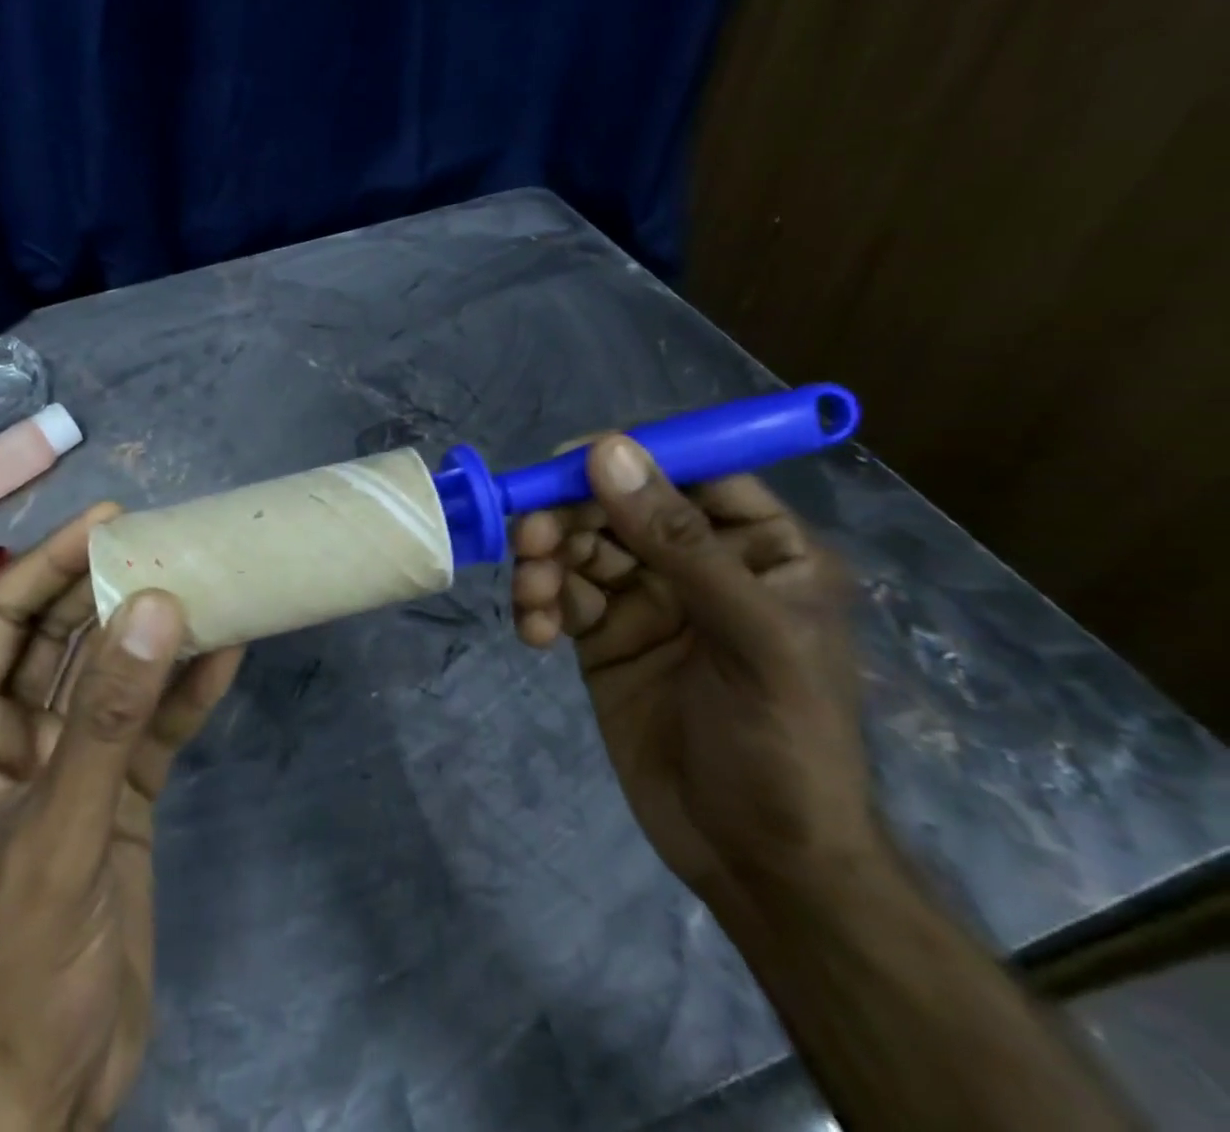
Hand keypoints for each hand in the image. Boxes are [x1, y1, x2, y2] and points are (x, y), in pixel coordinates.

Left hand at [0, 504, 244, 1131]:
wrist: (44, 1092)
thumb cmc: (17, 962)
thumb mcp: (60, 832)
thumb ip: (108, 719)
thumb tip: (155, 608)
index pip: (3, 619)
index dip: (50, 562)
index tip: (109, 520)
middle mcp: (13, 737)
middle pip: (63, 638)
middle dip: (111, 588)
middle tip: (169, 540)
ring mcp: (70, 766)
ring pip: (114, 677)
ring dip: (156, 634)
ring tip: (207, 581)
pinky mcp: (117, 797)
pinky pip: (152, 727)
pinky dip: (186, 692)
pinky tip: (229, 653)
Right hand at [511, 436, 874, 906]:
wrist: (756, 863)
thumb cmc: (784, 744)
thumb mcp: (749, 637)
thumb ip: (677, 541)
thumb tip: (605, 450)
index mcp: (758, 548)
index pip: (690, 473)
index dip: (627, 458)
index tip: (563, 462)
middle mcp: (699, 562)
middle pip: (617, 506)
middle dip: (568, 517)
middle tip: (530, 539)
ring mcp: (647, 599)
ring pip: (579, 548)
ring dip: (544, 562)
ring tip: (532, 598)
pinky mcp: (603, 636)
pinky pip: (560, 596)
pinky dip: (538, 605)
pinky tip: (533, 634)